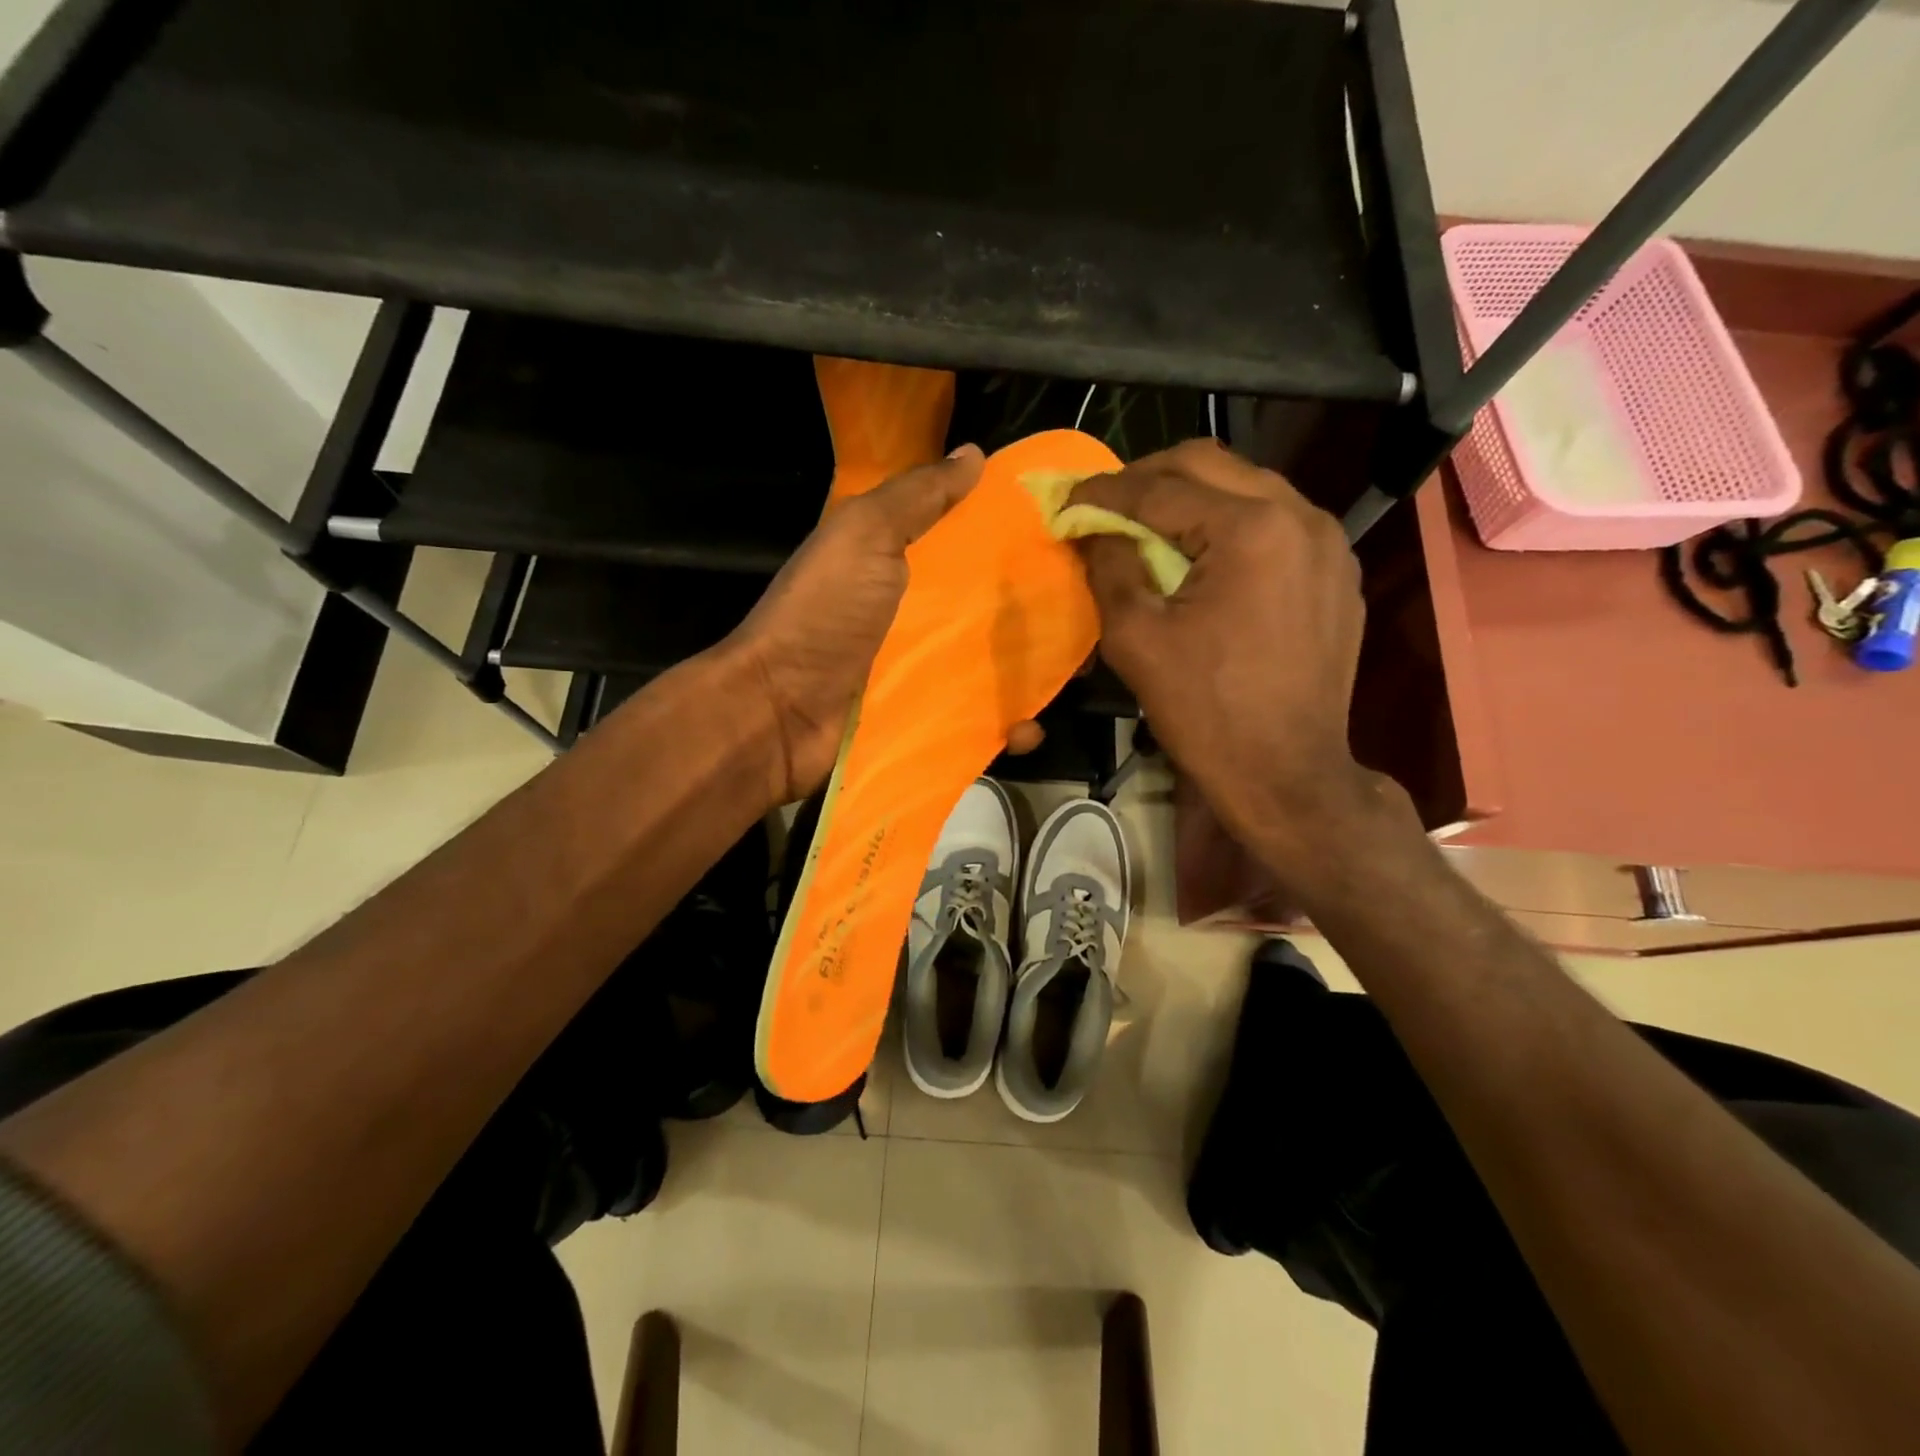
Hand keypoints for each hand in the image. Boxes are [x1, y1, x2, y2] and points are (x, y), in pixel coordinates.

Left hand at [725, 446, 1046, 805]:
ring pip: (1000, 668)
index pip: (981, 548)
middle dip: (1046, 614)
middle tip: (1094, 617)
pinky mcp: (932, 724)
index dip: (1026, 543)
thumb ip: (916, 497)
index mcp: (912, 568)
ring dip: (1038, 675)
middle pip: (999, 611)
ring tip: (1077, 675)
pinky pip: (982, 724)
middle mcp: (925, 619)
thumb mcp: (863, 535)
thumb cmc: (823, 615)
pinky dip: (1011, 729)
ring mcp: (929, 675)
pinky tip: (1028, 730)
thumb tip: (974, 455)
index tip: (1078, 541)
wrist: (778, 713)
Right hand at [1069, 440, 1373, 870]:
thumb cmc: (1206, 712)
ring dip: (1191, 497)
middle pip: (1211, 464)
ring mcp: (1329, 543)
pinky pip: (1276, 523)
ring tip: (1149, 526)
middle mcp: (1301, 516)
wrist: (1286, 775)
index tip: (1066, 498)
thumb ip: (1109, 567)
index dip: (1104, 490)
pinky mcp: (1337, 572)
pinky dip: (1230, 525)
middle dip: (1148, 478)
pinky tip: (1204, 556)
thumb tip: (1092, 529)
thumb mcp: (1136, 639)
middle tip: (1105, 504)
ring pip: (1247, 487)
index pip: (1162, 486)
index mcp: (1251, 529)